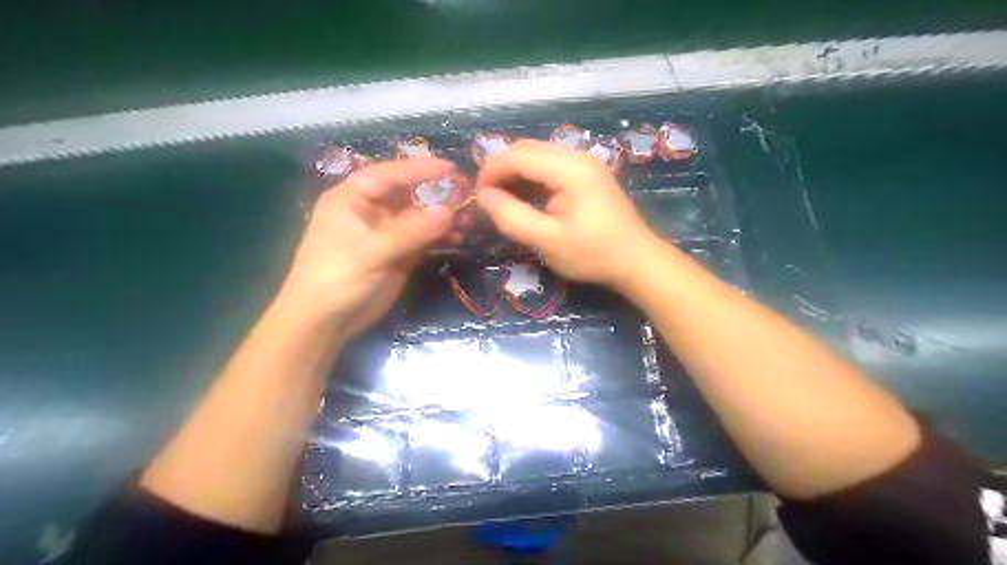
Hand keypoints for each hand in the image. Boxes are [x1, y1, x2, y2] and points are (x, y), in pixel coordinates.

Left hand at [281, 156, 459, 338]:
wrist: (325, 322)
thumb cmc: (338, 277)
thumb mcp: (373, 251)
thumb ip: (411, 231)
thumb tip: (449, 212)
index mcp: (352, 199)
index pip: (389, 175)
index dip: (419, 169)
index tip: (450, 167)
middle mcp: (370, 211)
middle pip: (408, 195)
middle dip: (437, 194)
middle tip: (467, 195)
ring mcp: (385, 234)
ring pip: (419, 218)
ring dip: (442, 218)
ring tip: (469, 220)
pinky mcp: (397, 254)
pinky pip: (423, 239)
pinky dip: (440, 237)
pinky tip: (458, 238)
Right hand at [477, 139, 662, 290]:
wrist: (637, 261)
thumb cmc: (592, 254)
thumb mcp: (546, 241)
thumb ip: (511, 216)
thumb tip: (483, 196)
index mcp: (570, 169)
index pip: (517, 155)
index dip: (491, 171)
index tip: (477, 196)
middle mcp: (578, 156)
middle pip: (527, 148)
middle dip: (501, 169)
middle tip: (487, 199)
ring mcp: (585, 163)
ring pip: (538, 155)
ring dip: (516, 173)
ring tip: (503, 200)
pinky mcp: (588, 173)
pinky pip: (551, 165)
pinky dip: (532, 177)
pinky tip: (526, 198)